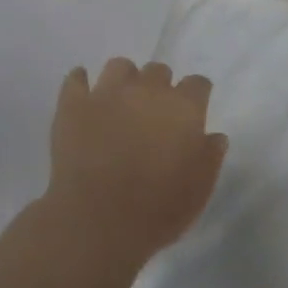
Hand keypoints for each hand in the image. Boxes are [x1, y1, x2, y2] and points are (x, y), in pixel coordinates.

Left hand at [46, 58, 227, 265]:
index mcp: (183, 108)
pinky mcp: (73, 104)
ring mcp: (107, 93)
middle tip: (154, 114)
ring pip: (119, 66)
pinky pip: (75, 79)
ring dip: (124, 80)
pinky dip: (80, 83)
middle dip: (159, 87)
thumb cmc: (158, 209)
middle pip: (159, 70)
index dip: (196, 96)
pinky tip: (83, 95)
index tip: (192, 112)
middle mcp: (147, 90)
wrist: (98, 221)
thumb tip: (214, 136)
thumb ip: (210, 156)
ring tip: (120, 103)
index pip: (197, 84)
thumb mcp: (200, 188)